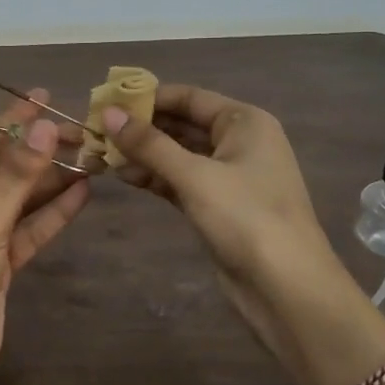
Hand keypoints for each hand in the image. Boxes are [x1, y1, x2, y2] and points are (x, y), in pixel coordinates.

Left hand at [0, 91, 90, 384]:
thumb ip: (19, 175)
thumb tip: (47, 125)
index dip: (11, 122)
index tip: (44, 99)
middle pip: (1, 171)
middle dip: (38, 153)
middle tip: (80, 132)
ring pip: (18, 201)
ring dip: (50, 182)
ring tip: (91, 157)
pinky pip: (27, 230)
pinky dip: (52, 214)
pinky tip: (82, 192)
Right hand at [103, 84, 363, 355]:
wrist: (286, 288)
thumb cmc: (246, 218)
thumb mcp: (194, 175)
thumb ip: (149, 144)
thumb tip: (109, 113)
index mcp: (244, 122)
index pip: (189, 97)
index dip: (147, 98)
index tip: (106, 101)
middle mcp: (239, 142)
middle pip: (182, 124)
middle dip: (141, 128)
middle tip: (97, 129)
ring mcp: (229, 175)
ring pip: (178, 154)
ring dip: (144, 154)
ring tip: (102, 154)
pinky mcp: (218, 205)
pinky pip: (180, 180)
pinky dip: (155, 177)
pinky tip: (124, 176)